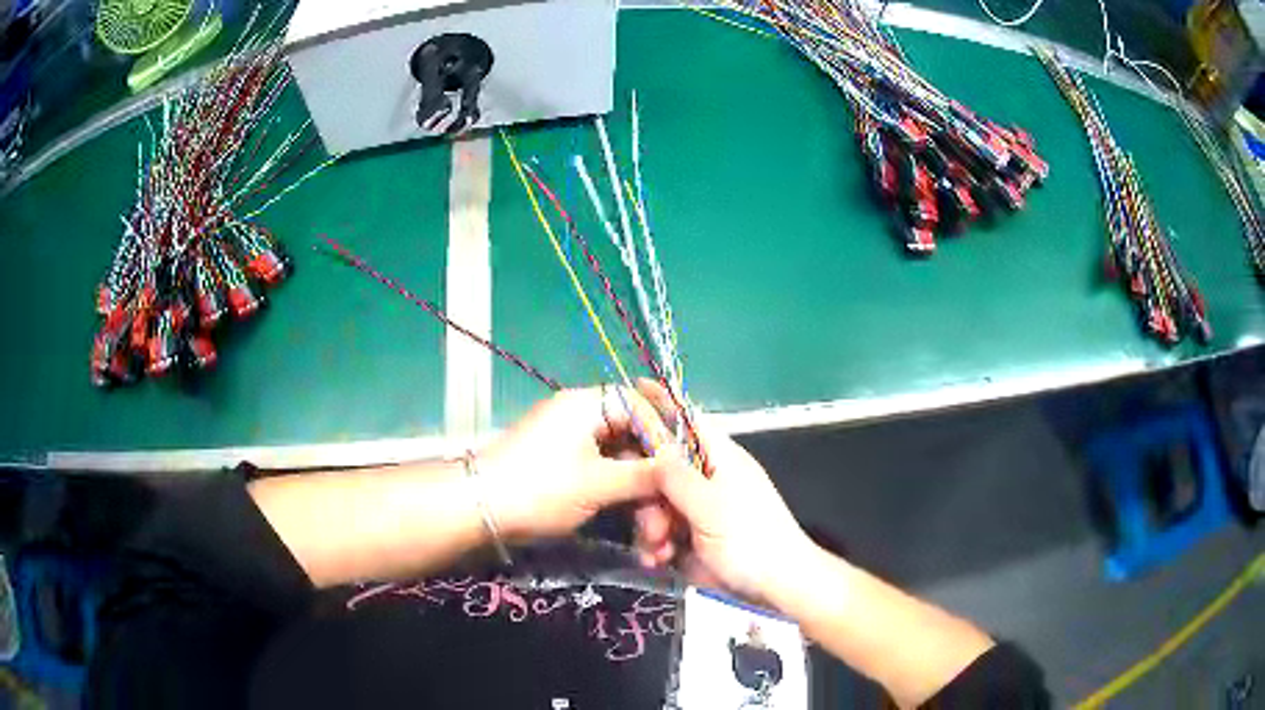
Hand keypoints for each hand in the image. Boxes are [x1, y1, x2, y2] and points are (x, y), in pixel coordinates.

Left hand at [476, 387, 673, 540]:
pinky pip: (604, 477)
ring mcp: (572, 444)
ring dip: (640, 500)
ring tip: (654, 539)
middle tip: (670, 517)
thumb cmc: (540, 489)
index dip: (667, 435)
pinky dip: (620, 501)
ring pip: (621, 465)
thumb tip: (682, 469)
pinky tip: (637, 532)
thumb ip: (645, 475)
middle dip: (656, 482)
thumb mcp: (598, 483)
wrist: (479, 510)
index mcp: (588, 405)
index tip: (688, 468)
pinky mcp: (565, 469)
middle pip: (635, 441)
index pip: (642, 405)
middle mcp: (582, 417)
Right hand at [634, 381, 811, 603]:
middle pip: (658, 467)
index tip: (628, 391)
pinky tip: (657, 560)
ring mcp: (696, 509)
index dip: (660, 402)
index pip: (685, 419)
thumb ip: (676, 475)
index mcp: (718, 458)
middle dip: (645, 493)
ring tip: (658, 549)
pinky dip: (655, 546)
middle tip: (649, 520)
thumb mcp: (711, 506)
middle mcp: (705, 478)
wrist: (775, 587)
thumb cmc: (750, 540)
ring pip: (654, 503)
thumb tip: (651, 443)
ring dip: (649, 526)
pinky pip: (660, 532)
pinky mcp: (689, 537)